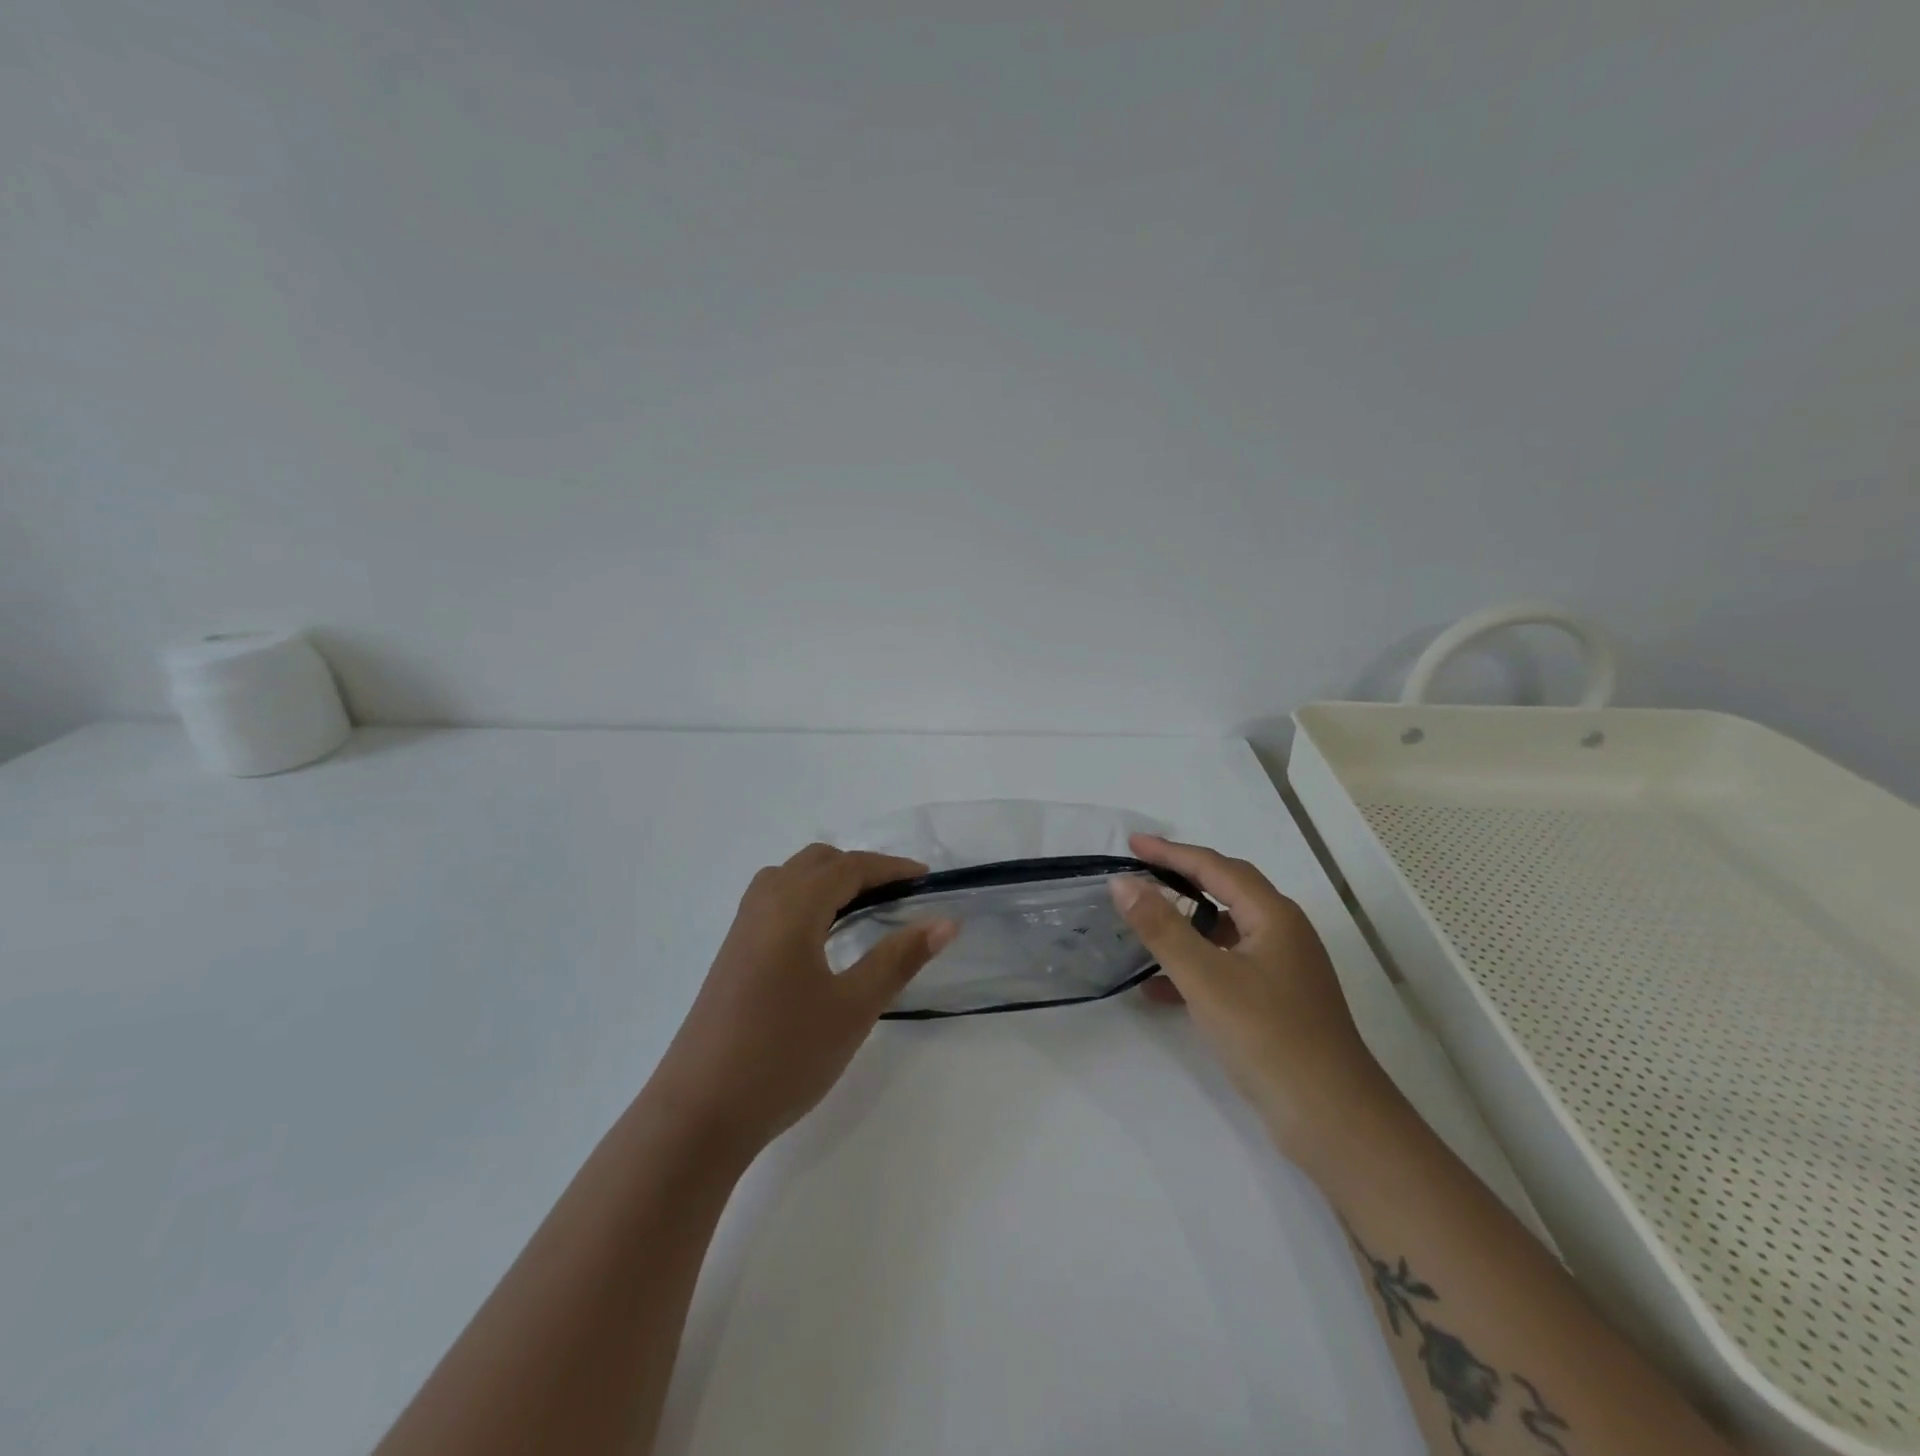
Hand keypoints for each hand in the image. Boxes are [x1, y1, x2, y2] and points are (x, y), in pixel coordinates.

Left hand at [647, 844, 956, 1159]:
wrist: (699, 1114)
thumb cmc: (784, 1055)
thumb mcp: (853, 1007)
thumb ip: (899, 958)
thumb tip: (944, 922)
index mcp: (793, 908)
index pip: (848, 868)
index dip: (890, 868)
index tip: (926, 880)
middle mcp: (763, 907)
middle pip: (815, 863)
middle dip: (859, 868)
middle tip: (897, 895)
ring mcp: (741, 932)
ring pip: (788, 879)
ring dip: (827, 880)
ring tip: (861, 909)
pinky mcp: (731, 957)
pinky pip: (772, 903)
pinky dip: (805, 900)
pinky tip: (818, 938)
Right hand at [1111, 833, 1396, 1167]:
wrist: (1333, 1120)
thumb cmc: (1268, 1036)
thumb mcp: (1205, 977)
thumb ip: (1161, 927)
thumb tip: (1123, 881)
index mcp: (1273, 916)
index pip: (1215, 867)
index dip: (1171, 853)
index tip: (1131, 844)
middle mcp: (1282, 933)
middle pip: (1226, 891)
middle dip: (1181, 878)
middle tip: (1140, 872)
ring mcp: (1283, 969)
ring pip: (1225, 932)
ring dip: (1185, 925)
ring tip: (1143, 925)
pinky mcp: (1276, 1002)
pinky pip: (1227, 967)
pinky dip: (1194, 968)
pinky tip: (1159, 990)